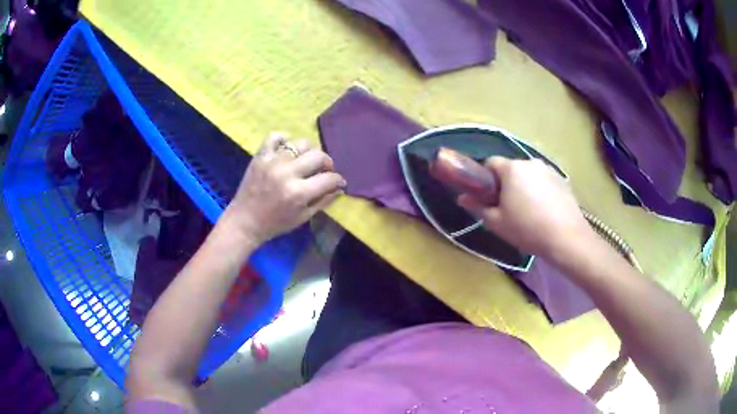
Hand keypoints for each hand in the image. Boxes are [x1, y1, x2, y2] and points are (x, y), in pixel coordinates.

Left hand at [223, 132, 345, 245]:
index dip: (338, 179)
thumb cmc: (275, 223)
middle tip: (324, 170)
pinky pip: (274, 137)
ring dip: (307, 152)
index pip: (329, 178)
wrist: (245, 221)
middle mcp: (287, 173)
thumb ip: (323, 201)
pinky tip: (286, 149)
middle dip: (327, 163)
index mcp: (299, 193)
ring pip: (300, 143)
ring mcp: (272, 162)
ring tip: (304, 161)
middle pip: (318, 156)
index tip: (338, 181)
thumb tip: (340, 187)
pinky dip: (283, 139)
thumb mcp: (303, 217)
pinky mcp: (260, 156)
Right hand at [457, 157, 591, 259]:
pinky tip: (543, 211)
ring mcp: (548, 169)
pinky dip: (539, 190)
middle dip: (505, 183)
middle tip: (506, 207)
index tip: (486, 196)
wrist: (567, 238)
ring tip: (527, 211)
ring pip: (528, 175)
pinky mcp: (561, 179)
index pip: (490, 162)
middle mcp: (530, 162)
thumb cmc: (527, 229)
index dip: (484, 177)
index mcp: (511, 169)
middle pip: (511, 168)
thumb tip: (462, 198)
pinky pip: (543, 180)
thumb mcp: (497, 222)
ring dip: (523, 187)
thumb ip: (478, 207)